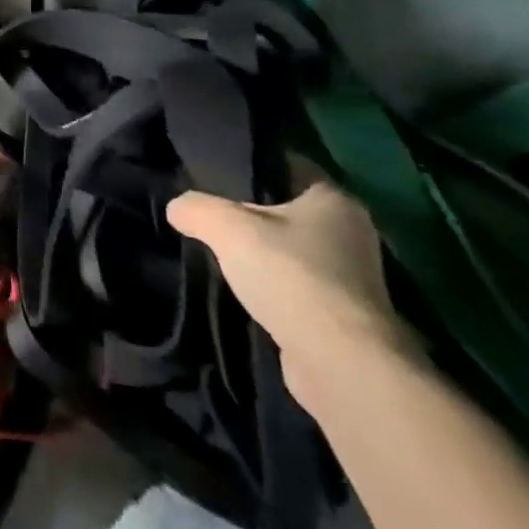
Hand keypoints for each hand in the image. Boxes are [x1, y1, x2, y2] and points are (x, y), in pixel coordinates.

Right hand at [167, 175, 411, 407]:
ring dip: (261, 254)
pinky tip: (241, 290)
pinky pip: (297, 285)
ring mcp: (351, 277)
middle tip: (208, 214)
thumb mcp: (227, 228)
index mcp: (335, 199)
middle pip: (288, 210)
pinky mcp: (342, 314)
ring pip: (291, 250)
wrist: (340, 362)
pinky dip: (272, 287)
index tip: (212, 173)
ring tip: (218, 254)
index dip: (250, 166)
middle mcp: (351, 232)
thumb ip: (197, 208)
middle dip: (250, 213)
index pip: (288, 166)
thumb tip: (177, 207)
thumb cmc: (291, 276)